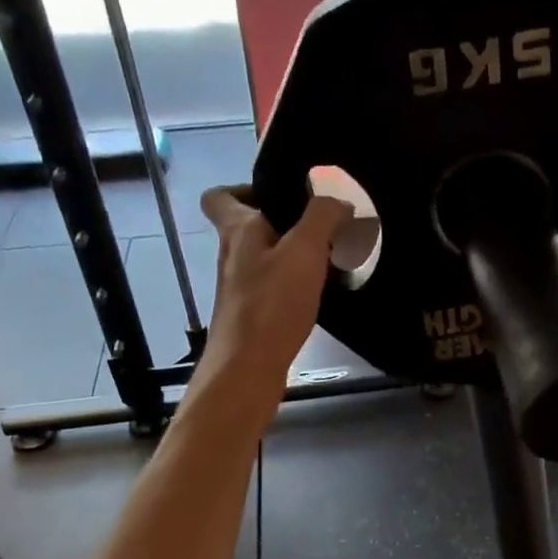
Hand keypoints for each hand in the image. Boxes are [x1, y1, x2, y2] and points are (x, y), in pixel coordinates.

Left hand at [190, 185, 348, 426]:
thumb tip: (338, 201)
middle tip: (316, 226)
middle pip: (247, 229)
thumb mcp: (304, 250)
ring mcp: (238, 290)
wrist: (248, 370)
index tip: (277, 192)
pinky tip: (317, 295)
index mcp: (237, 230)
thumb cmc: (271, 305)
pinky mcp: (250, 319)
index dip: (243, 188)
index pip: (219, 195)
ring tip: (326, 259)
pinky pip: (271, 291)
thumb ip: (322, 217)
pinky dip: (291, 287)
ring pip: (262, 261)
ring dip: (289, 257)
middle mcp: (231, 257)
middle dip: (279, 223)